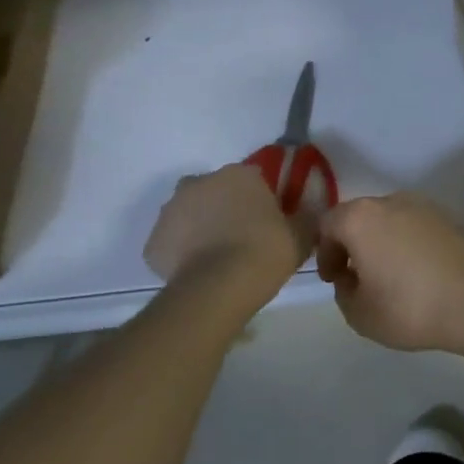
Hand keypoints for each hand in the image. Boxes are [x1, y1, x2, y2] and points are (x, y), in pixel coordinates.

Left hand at [144, 165, 313, 294]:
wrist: (218, 288)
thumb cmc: (265, 251)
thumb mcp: (302, 235)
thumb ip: (307, 218)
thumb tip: (310, 213)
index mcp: (238, 175)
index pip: (254, 178)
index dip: (263, 199)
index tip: (271, 221)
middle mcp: (200, 183)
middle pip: (216, 191)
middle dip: (227, 209)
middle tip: (245, 238)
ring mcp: (170, 211)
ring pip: (190, 215)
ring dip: (202, 228)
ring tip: (221, 259)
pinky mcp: (153, 242)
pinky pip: (173, 243)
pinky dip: (183, 253)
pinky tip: (201, 273)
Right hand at [315, 194, 463, 350]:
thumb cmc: (409, 306)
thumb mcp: (359, 313)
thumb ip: (344, 291)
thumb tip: (352, 278)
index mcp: (361, 218)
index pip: (328, 225)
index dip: (325, 252)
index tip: (335, 279)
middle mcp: (392, 201)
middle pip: (361, 218)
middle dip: (354, 245)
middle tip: (359, 278)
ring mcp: (425, 206)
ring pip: (391, 221)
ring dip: (384, 244)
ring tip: (391, 278)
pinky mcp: (451, 218)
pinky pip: (417, 228)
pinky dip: (410, 244)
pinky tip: (418, 273)